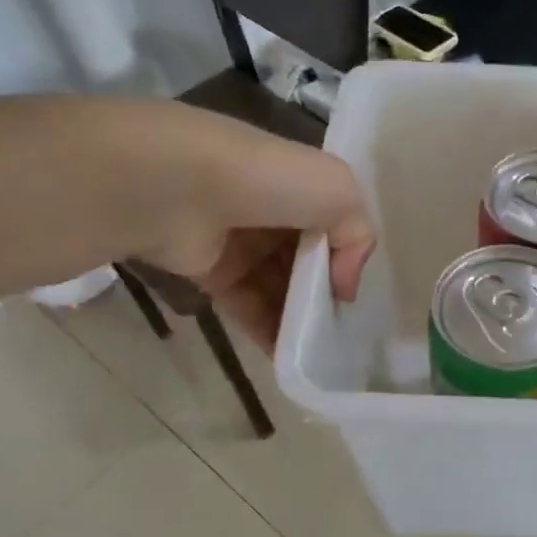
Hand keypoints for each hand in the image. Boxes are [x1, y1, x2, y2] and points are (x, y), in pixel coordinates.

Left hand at [142, 114, 375, 349]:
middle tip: (342, 328)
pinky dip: (270, 332)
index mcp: (298, 182)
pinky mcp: (211, 273)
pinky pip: (250, 307)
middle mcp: (270, 209)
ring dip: (300, 318)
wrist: (177, 187)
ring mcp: (239, 242)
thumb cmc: (268, 180)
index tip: (353, 287)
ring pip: (281, 286)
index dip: (347, 256)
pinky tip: (291, 356)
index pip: (333, 224)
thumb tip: (343, 285)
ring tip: (320, 351)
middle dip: (325, 292)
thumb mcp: (339, 191)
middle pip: (308, 259)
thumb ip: (359, 235)